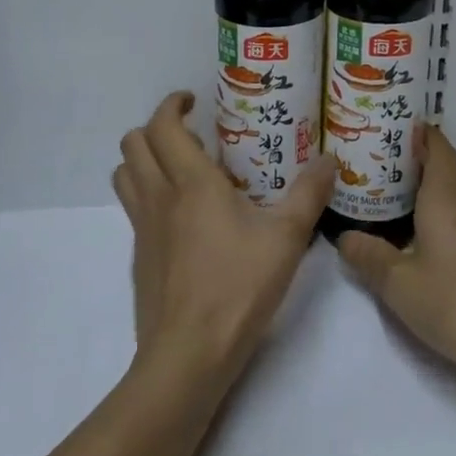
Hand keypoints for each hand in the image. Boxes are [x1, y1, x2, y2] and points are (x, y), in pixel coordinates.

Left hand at [114, 92, 335, 385]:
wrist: (187, 356)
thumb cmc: (238, 288)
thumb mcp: (286, 239)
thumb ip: (309, 194)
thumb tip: (330, 159)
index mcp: (191, 183)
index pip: (162, 126)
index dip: (172, 104)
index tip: (193, 100)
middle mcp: (158, 197)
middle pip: (133, 143)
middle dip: (156, 127)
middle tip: (193, 134)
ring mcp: (142, 228)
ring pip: (125, 174)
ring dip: (145, 158)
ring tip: (182, 167)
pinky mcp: (139, 256)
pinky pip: (132, 207)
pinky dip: (148, 193)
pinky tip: (183, 216)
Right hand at [336, 126, 455, 381]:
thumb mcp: (399, 285)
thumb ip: (370, 258)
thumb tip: (344, 237)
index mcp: (446, 199)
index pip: (439, 150)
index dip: (424, 135)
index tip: (402, 128)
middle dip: (433, 163)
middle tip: (401, 172)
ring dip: (451, 188)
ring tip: (422, 205)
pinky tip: (447, 242)